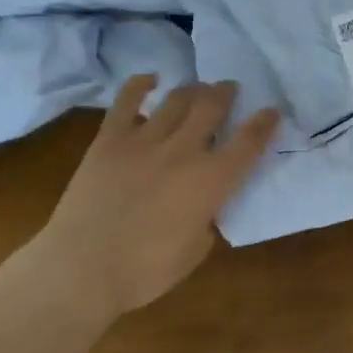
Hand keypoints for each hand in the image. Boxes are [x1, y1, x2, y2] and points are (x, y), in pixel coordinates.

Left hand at [31, 77, 278, 319]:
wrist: (81, 269)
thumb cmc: (144, 272)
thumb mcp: (196, 250)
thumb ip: (207, 219)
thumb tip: (204, 204)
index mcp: (211, 181)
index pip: (249, 142)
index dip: (264, 123)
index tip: (271, 111)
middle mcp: (183, 151)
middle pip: (212, 106)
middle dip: (226, 93)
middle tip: (230, 88)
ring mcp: (145, 141)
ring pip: (177, 99)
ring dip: (193, 89)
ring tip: (199, 88)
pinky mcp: (109, 140)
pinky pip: (127, 101)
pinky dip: (140, 85)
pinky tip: (150, 80)